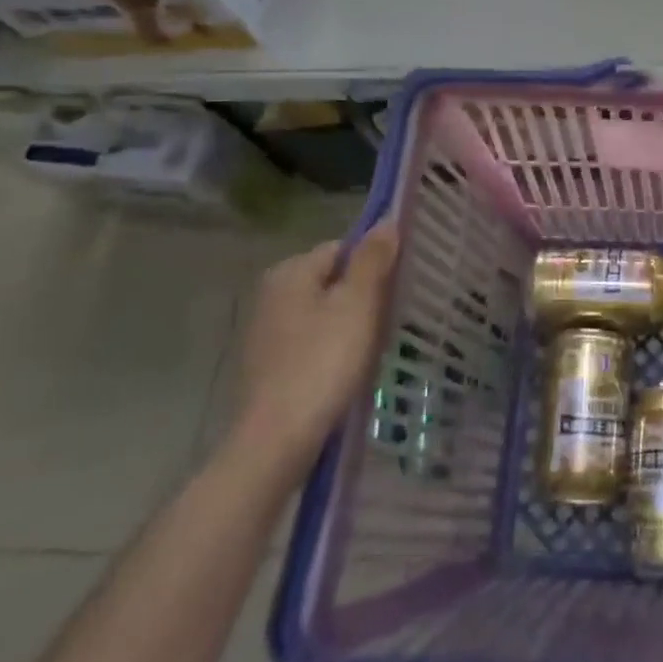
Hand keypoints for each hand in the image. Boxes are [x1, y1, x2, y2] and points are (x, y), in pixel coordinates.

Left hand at [233, 222, 398, 477]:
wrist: (277, 440)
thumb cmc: (323, 362)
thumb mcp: (358, 304)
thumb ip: (373, 260)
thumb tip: (386, 221)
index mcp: (289, 272)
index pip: (343, 248)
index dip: (374, 264)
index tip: (396, 288)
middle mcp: (271, 294)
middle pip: (333, 280)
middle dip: (363, 296)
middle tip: (388, 320)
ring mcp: (266, 331)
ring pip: (324, 312)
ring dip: (350, 324)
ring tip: (372, 347)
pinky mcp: (269, 364)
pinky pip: (312, 341)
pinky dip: (332, 348)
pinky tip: (347, 370)